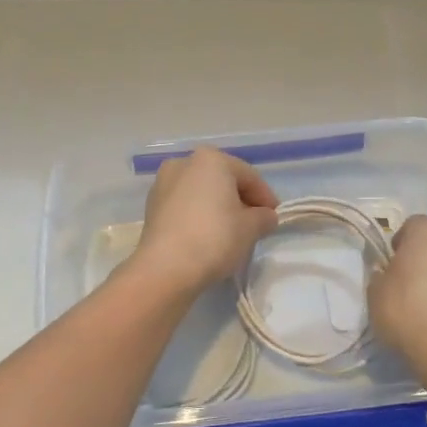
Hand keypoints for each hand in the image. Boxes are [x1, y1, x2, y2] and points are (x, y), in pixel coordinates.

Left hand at [129, 148, 278, 295]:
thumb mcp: (251, 228)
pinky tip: (207, 236)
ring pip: (201, 192)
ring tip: (231, 232)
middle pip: (223, 180)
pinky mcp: (151, 206)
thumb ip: (263, 217)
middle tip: (255, 224)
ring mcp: (163, 183)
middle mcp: (184, 163)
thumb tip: (265, 217)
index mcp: (211, 159)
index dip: (266, 197)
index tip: (274, 217)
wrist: (165, 267)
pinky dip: (199, 215)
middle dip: (241, 200)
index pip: (248, 176)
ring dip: (218, 207)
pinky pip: (184, 206)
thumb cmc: (214, 238)